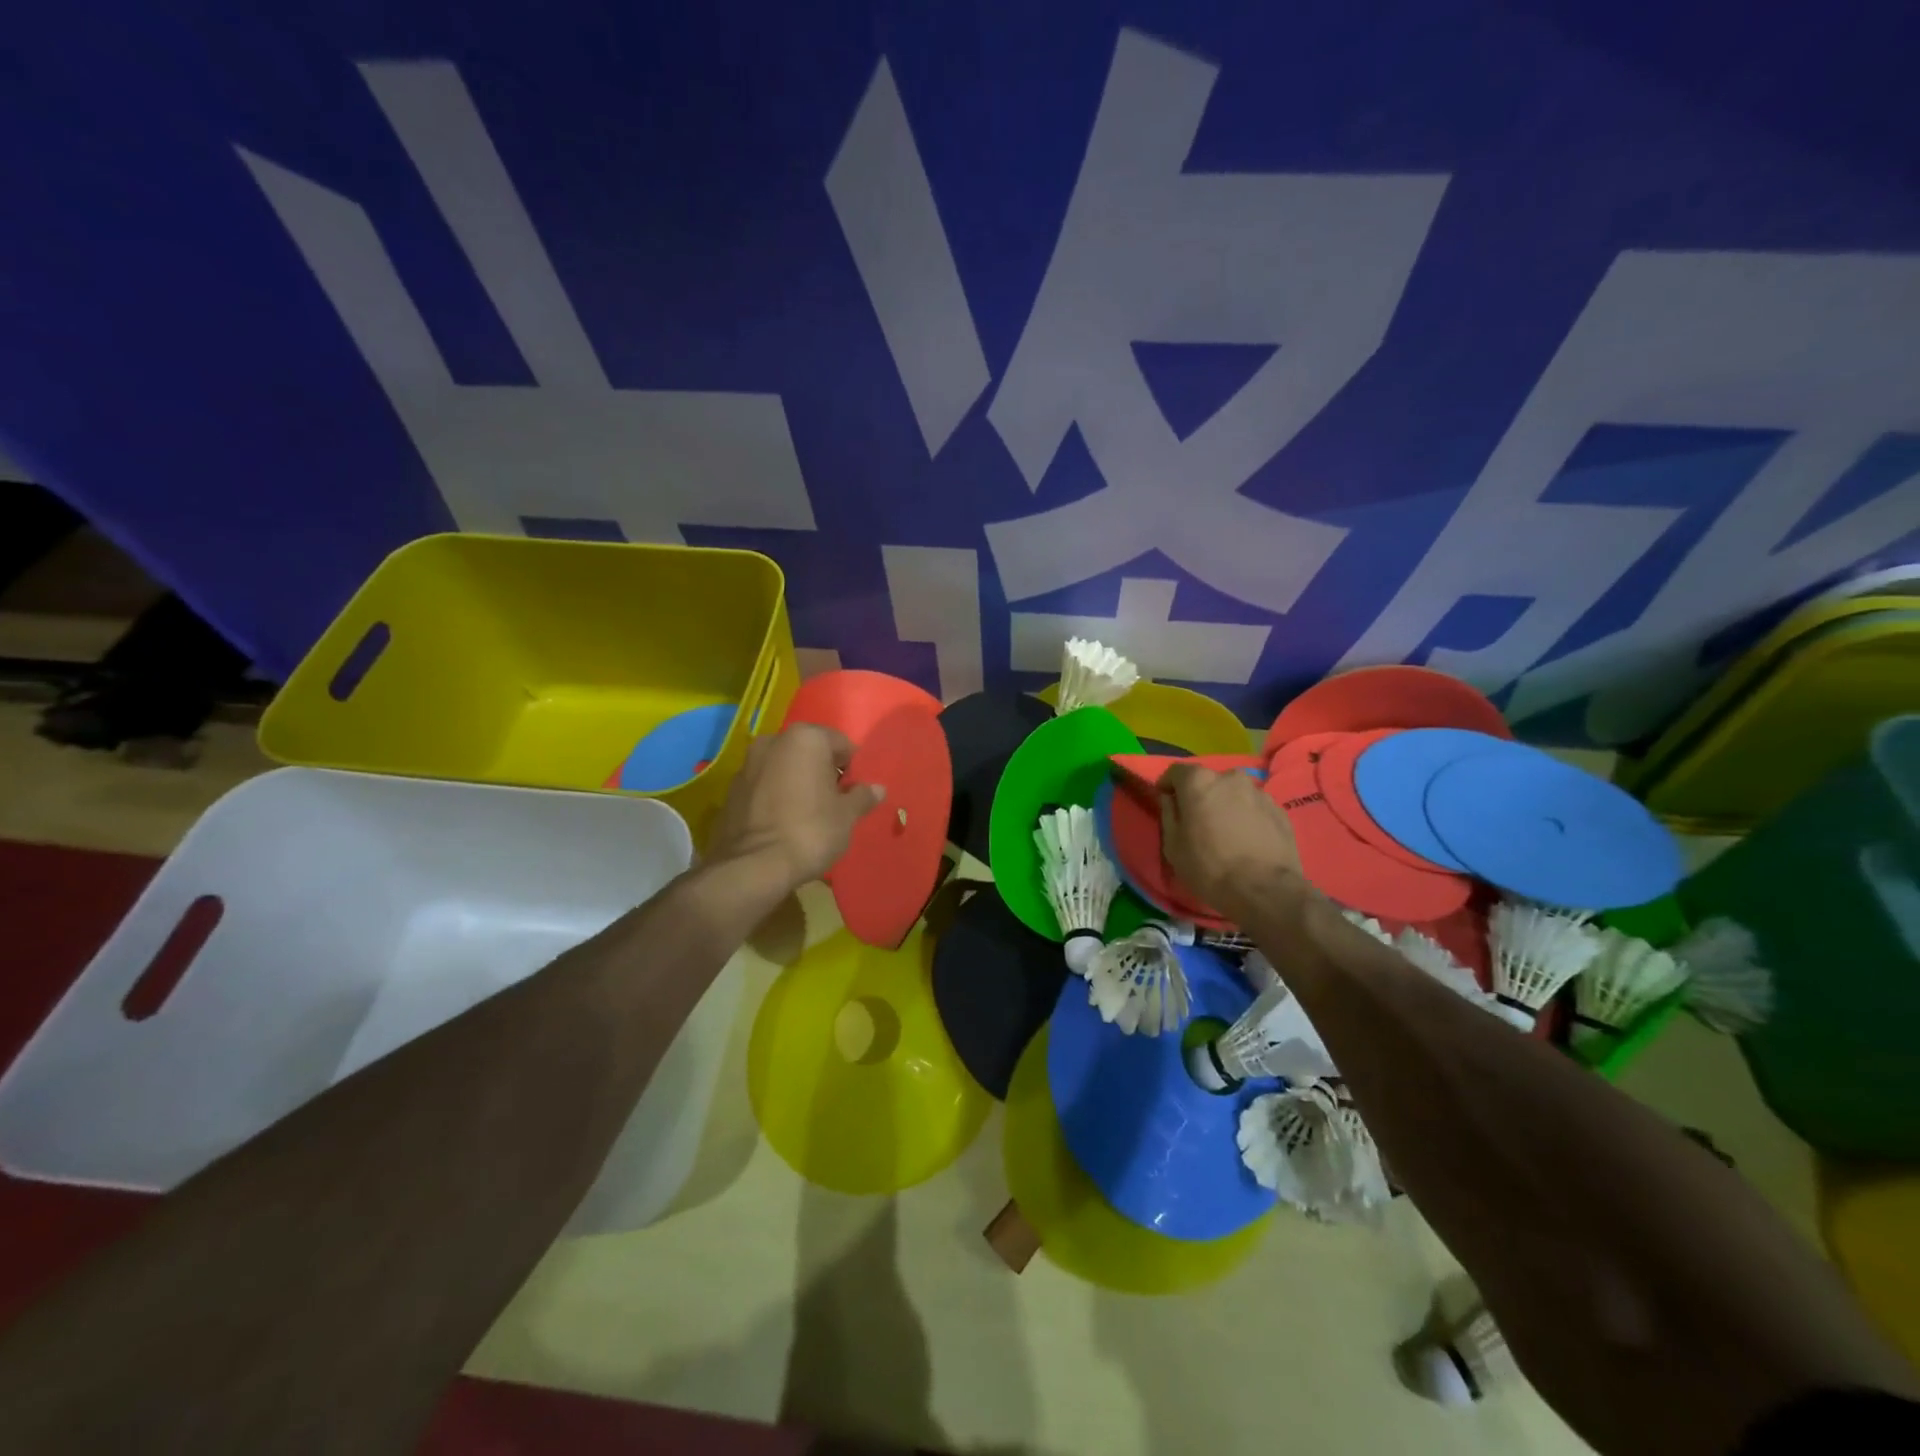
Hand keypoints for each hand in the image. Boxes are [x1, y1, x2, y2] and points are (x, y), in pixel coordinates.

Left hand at [708, 724, 885, 888]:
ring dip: (798, 782)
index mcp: (805, 738)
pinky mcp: (731, 790)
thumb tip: (877, 789)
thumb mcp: (847, 816)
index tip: (856, 791)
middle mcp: (773, 741)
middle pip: (809, 752)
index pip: (840, 743)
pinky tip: (785, 822)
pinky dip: (776, 795)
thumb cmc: (811, 831)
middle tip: (835, 802)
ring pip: (784, 767)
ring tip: (810, 813)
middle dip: (823, 771)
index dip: (852, 766)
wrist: (753, 866)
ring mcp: (747, 764)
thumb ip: (862, 796)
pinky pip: (764, 785)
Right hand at [1158, 762, 1303, 916]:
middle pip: (1209, 781)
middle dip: (1200, 795)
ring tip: (1225, 832)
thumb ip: (1169, 814)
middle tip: (1197, 820)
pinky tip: (1247, 840)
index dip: (1168, 785)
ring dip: (1226, 805)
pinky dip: (1247, 817)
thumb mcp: (1173, 846)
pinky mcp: (1280, 810)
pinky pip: (1254, 807)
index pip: (1176, 771)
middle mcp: (1231, 778)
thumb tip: (1170, 799)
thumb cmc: (1209, 867)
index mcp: (1200, 782)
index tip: (1166, 801)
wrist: (1265, 890)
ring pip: (1234, 793)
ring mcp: (1259, 793)